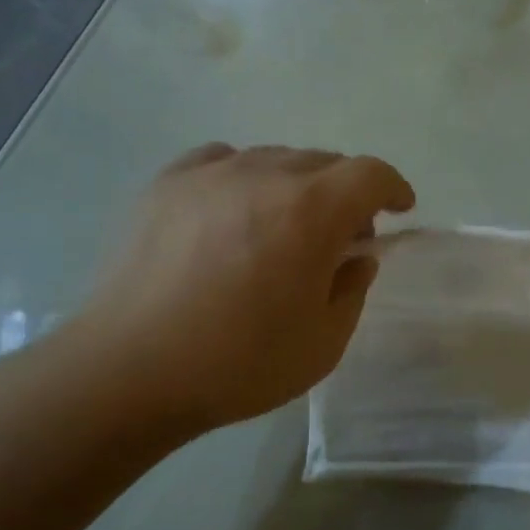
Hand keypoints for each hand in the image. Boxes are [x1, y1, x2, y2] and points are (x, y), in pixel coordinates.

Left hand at [80, 144, 414, 437]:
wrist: (129, 370)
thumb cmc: (238, 364)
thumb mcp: (323, 343)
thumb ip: (352, 289)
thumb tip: (355, 258)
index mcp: (311, 211)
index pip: (370, 174)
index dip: (393, 187)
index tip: (400, 209)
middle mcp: (264, 175)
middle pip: (323, 162)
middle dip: (345, 194)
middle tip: (339, 237)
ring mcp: (210, 173)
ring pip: (274, 159)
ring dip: (295, 187)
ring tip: (281, 228)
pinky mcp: (166, 183)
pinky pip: (222, 161)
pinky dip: (243, 178)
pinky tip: (231, 211)